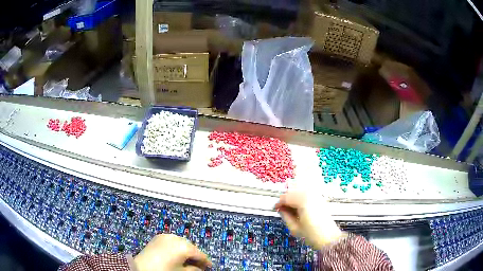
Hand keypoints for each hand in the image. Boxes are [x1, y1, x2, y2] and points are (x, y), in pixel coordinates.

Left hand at [134, 234, 211, 270]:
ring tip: (187, 260)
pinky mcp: (158, 237)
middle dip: (195, 256)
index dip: (206, 261)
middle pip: (191, 247)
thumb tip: (199, 268)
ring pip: (182, 242)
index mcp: (184, 247)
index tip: (209, 267)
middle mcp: (176, 238)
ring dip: (186, 250)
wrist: (141, 268)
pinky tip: (176, 254)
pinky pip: (172, 241)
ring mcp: (166, 236)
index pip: (200, 254)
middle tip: (198, 265)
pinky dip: (176, 247)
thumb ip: (194, 270)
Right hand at [275, 191, 344, 249]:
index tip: (275, 208)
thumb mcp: (294, 228)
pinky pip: (306, 195)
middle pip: (293, 192)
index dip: (278, 202)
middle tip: (281, 209)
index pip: (286, 197)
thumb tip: (280, 210)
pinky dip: (300, 200)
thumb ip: (285, 216)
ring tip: (289, 210)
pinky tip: (298, 209)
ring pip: (300, 192)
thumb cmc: (312, 234)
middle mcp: (310, 195)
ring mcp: (317, 196)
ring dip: (293, 199)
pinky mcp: (320, 199)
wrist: (329, 238)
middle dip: (286, 200)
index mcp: (303, 201)